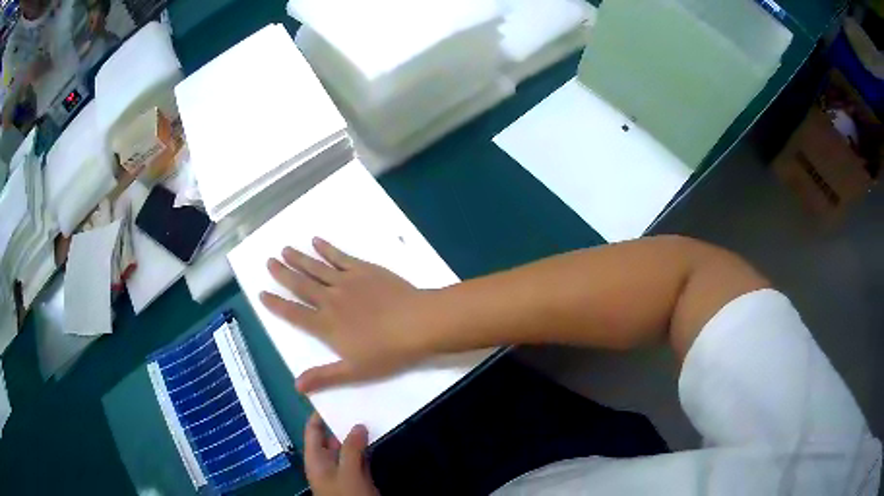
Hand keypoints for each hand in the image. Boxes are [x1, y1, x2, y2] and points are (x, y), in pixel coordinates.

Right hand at [260, 238, 431, 391]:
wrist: (417, 323)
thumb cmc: (387, 352)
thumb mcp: (354, 372)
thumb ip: (324, 376)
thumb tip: (296, 386)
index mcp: (326, 325)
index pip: (294, 314)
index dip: (276, 304)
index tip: (261, 293)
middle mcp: (330, 300)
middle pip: (300, 285)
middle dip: (282, 274)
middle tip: (268, 261)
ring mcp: (346, 281)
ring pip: (316, 267)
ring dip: (299, 258)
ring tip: (285, 249)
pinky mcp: (364, 269)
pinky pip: (340, 256)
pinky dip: (326, 248)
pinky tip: (316, 240)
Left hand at [304, 413, 378, 495]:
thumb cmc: (346, 494)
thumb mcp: (348, 472)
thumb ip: (352, 449)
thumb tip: (359, 426)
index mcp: (316, 459)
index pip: (313, 430)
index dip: (320, 414)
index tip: (334, 398)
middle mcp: (326, 463)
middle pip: (332, 438)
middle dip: (344, 424)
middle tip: (359, 406)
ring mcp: (342, 472)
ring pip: (348, 449)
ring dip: (358, 437)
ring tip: (371, 418)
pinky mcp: (356, 479)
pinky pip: (359, 460)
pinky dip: (366, 450)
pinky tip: (377, 440)